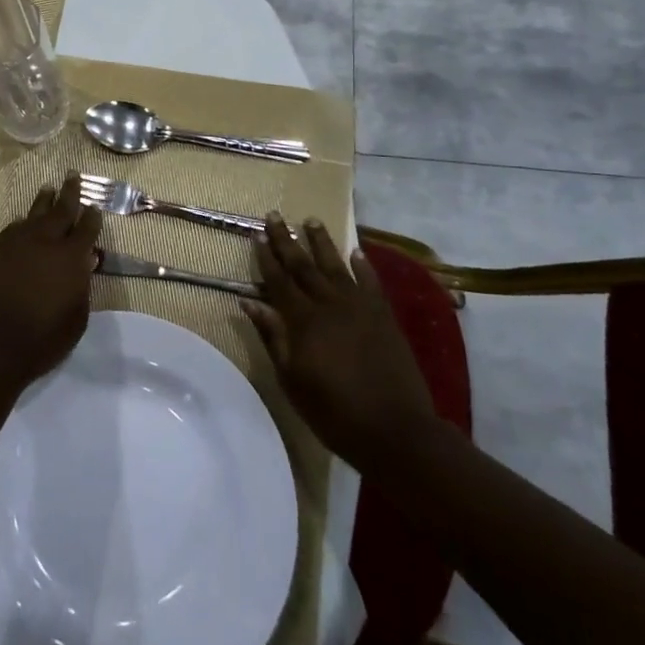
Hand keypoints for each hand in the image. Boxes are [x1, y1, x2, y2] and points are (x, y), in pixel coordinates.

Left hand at [0, 172, 103, 389]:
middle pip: (61, 210)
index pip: (86, 229)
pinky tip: (24, 221)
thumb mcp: (77, 317)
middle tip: (73, 175)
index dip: (92, 216)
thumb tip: (85, 263)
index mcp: (71, 257)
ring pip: (35, 213)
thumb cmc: (44, 337)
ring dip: (44, 200)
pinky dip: (23, 221)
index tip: (95, 206)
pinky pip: (14, 227)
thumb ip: (82, 286)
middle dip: (70, 193)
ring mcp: (18, 243)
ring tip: (48, 189)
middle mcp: (46, 241)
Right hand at [242, 214, 438, 468]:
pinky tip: (356, 252)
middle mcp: (330, 304)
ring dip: (322, 242)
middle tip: (275, 215)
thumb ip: (273, 337)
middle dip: (287, 240)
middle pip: (304, 265)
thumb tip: (249, 303)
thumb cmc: (334, 411)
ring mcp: (360, 307)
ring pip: (336, 266)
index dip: (266, 257)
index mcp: (303, 320)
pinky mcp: (384, 316)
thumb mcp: (292, 379)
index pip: (279, 280)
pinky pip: (371, 282)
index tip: (256, 234)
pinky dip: (363, 265)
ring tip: (311, 220)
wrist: (395, 429)